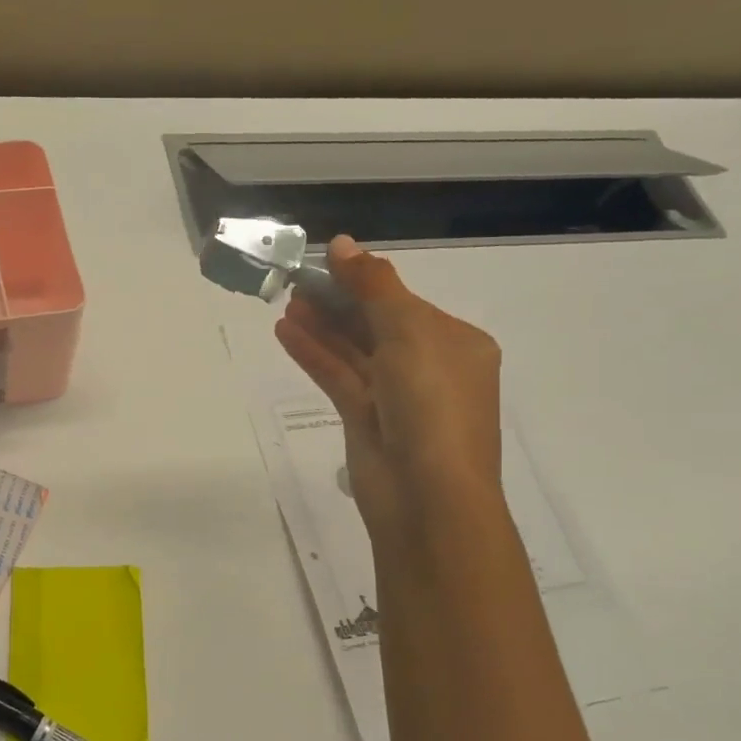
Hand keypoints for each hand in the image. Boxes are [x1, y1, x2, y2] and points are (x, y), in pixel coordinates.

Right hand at [274, 237, 502, 553]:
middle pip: (376, 324)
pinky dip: (314, 355)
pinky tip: (286, 332)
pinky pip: (338, 378)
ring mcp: (395, 397)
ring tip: (286, 302)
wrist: (427, 497)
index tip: (322, 261)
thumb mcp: (409, 333)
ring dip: (322, 326)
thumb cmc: (431, 405)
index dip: (363, 280)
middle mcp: (428, 367)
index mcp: (455, 343)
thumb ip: (372, 287)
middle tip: (295, 281)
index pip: (404, 302)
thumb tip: (341, 243)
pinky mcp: (366, 421)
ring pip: (353, 352)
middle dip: (337, 302)